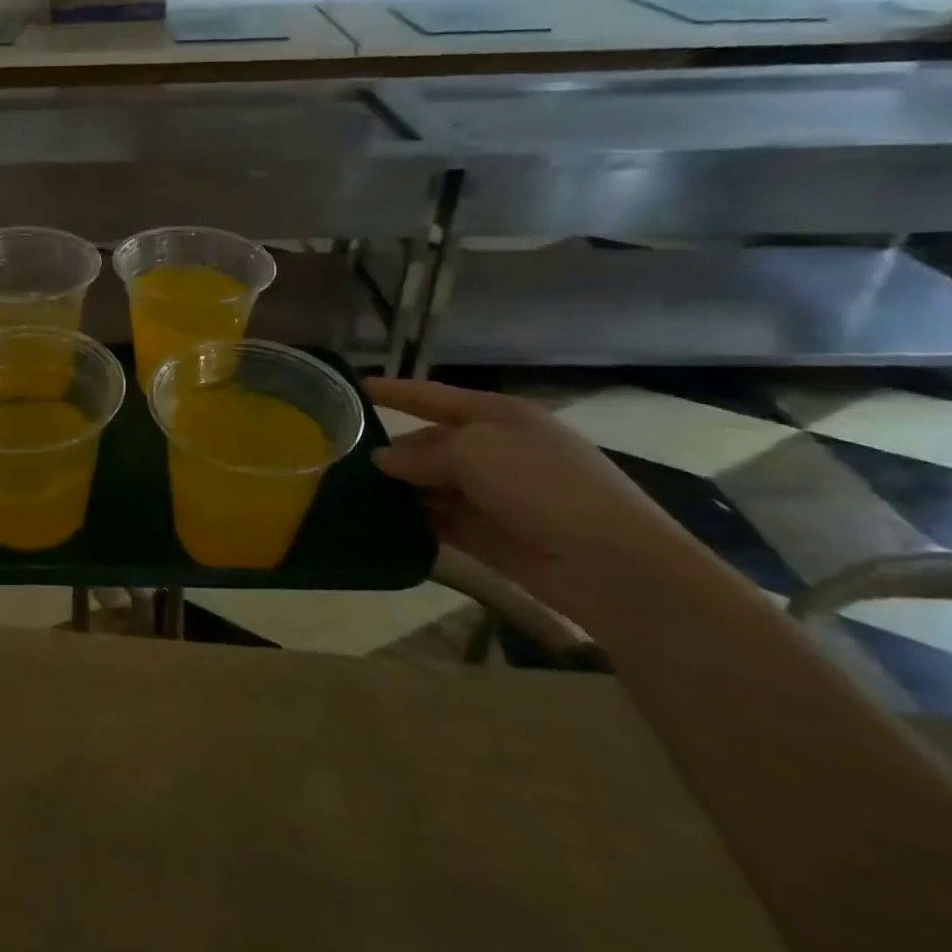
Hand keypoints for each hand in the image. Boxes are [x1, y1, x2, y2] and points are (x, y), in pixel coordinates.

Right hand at [363, 377, 723, 628]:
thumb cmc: (543, 486)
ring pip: (430, 484)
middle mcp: (494, 450)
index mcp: (497, 416)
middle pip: (429, 443)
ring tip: (350, 493)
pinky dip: (413, 521)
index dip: (394, 391)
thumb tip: (384, 460)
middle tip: (341, 459)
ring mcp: (492, 494)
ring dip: (398, 489)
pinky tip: (380, 523)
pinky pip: (439, 521)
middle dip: (391, 451)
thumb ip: (421, 454)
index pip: (433, 396)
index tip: (353, 387)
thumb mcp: (475, 452)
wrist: (610, 564)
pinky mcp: (488, 535)